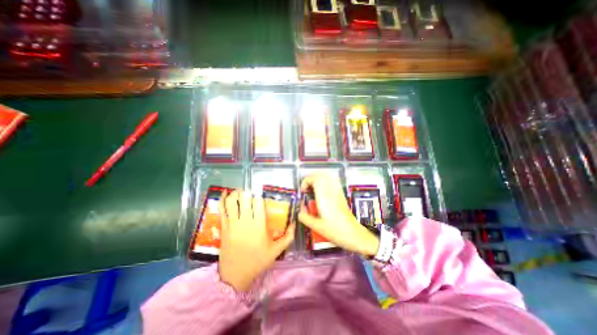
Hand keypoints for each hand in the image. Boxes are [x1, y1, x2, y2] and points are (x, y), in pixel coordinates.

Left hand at [219, 190, 294, 291]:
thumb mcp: (276, 251)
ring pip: (232, 201)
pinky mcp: (223, 227)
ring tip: (240, 192)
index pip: (258, 202)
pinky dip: (223, 199)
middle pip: (245, 198)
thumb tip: (294, 223)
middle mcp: (245, 221)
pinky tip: (226, 192)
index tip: (261, 196)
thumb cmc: (257, 261)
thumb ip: (288, 237)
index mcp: (259, 225)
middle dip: (248, 193)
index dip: (259, 196)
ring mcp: (232, 223)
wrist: (234, 276)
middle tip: (251, 194)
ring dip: (236, 193)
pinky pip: (222, 209)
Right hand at [298, 175, 379, 256]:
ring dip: (318, 178)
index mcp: (324, 198)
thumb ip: (305, 217)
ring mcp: (337, 192)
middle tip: (306, 188)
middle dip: (311, 178)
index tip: (303, 190)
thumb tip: (300, 210)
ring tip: (312, 187)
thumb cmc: (336, 231)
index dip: (306, 181)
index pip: (315, 179)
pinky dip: (325, 181)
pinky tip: (322, 189)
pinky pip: (333, 181)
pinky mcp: (341, 194)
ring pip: (327, 176)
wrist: (353, 233)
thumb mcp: (316, 226)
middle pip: (321, 175)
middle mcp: (331, 192)